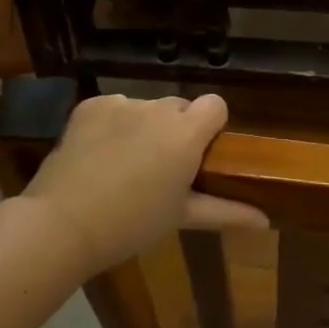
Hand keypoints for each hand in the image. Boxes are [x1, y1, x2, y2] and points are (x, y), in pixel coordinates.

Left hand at [24, 93, 267, 274]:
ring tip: (123, 164)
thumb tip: (266, 221)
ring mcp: (122, 103)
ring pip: (145, 108)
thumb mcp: (181, 218)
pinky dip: (112, 124)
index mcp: (186, 134)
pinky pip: (114, 107)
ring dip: (143, 127)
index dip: (211, 125)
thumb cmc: (131, 225)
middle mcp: (158, 108)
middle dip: (176, 130)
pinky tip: (98, 154)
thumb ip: (226, 211)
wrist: (62, 223)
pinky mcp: (91, 104)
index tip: (200, 153)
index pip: (216, 105)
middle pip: (179, 107)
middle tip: (160, 167)